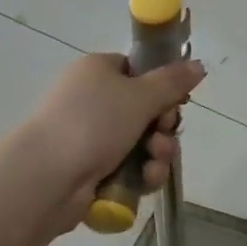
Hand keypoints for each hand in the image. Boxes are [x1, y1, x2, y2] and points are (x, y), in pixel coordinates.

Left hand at [24, 53, 205, 215]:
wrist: (47, 178)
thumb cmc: (93, 123)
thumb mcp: (141, 95)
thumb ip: (174, 82)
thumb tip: (199, 65)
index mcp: (97, 71)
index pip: (137, 71)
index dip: (161, 87)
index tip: (175, 101)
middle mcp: (91, 100)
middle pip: (144, 110)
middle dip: (163, 127)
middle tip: (164, 134)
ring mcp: (89, 136)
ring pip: (141, 142)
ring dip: (157, 153)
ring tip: (155, 162)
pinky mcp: (90, 169)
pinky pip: (128, 167)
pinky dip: (142, 173)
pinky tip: (146, 180)